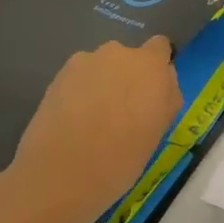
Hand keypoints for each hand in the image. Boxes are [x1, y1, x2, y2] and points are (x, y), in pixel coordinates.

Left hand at [0, 38, 183, 222]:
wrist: (59, 175)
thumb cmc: (121, 160)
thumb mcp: (158, 132)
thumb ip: (165, 99)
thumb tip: (161, 85)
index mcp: (150, 66)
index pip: (160, 48)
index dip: (156, 68)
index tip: (151, 94)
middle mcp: (119, 54)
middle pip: (128, 58)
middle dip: (127, 78)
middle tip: (122, 113)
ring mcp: (85, 61)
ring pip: (101, 68)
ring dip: (102, 83)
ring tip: (92, 119)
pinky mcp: (58, 75)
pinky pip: (79, 78)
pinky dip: (79, 91)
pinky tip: (72, 121)